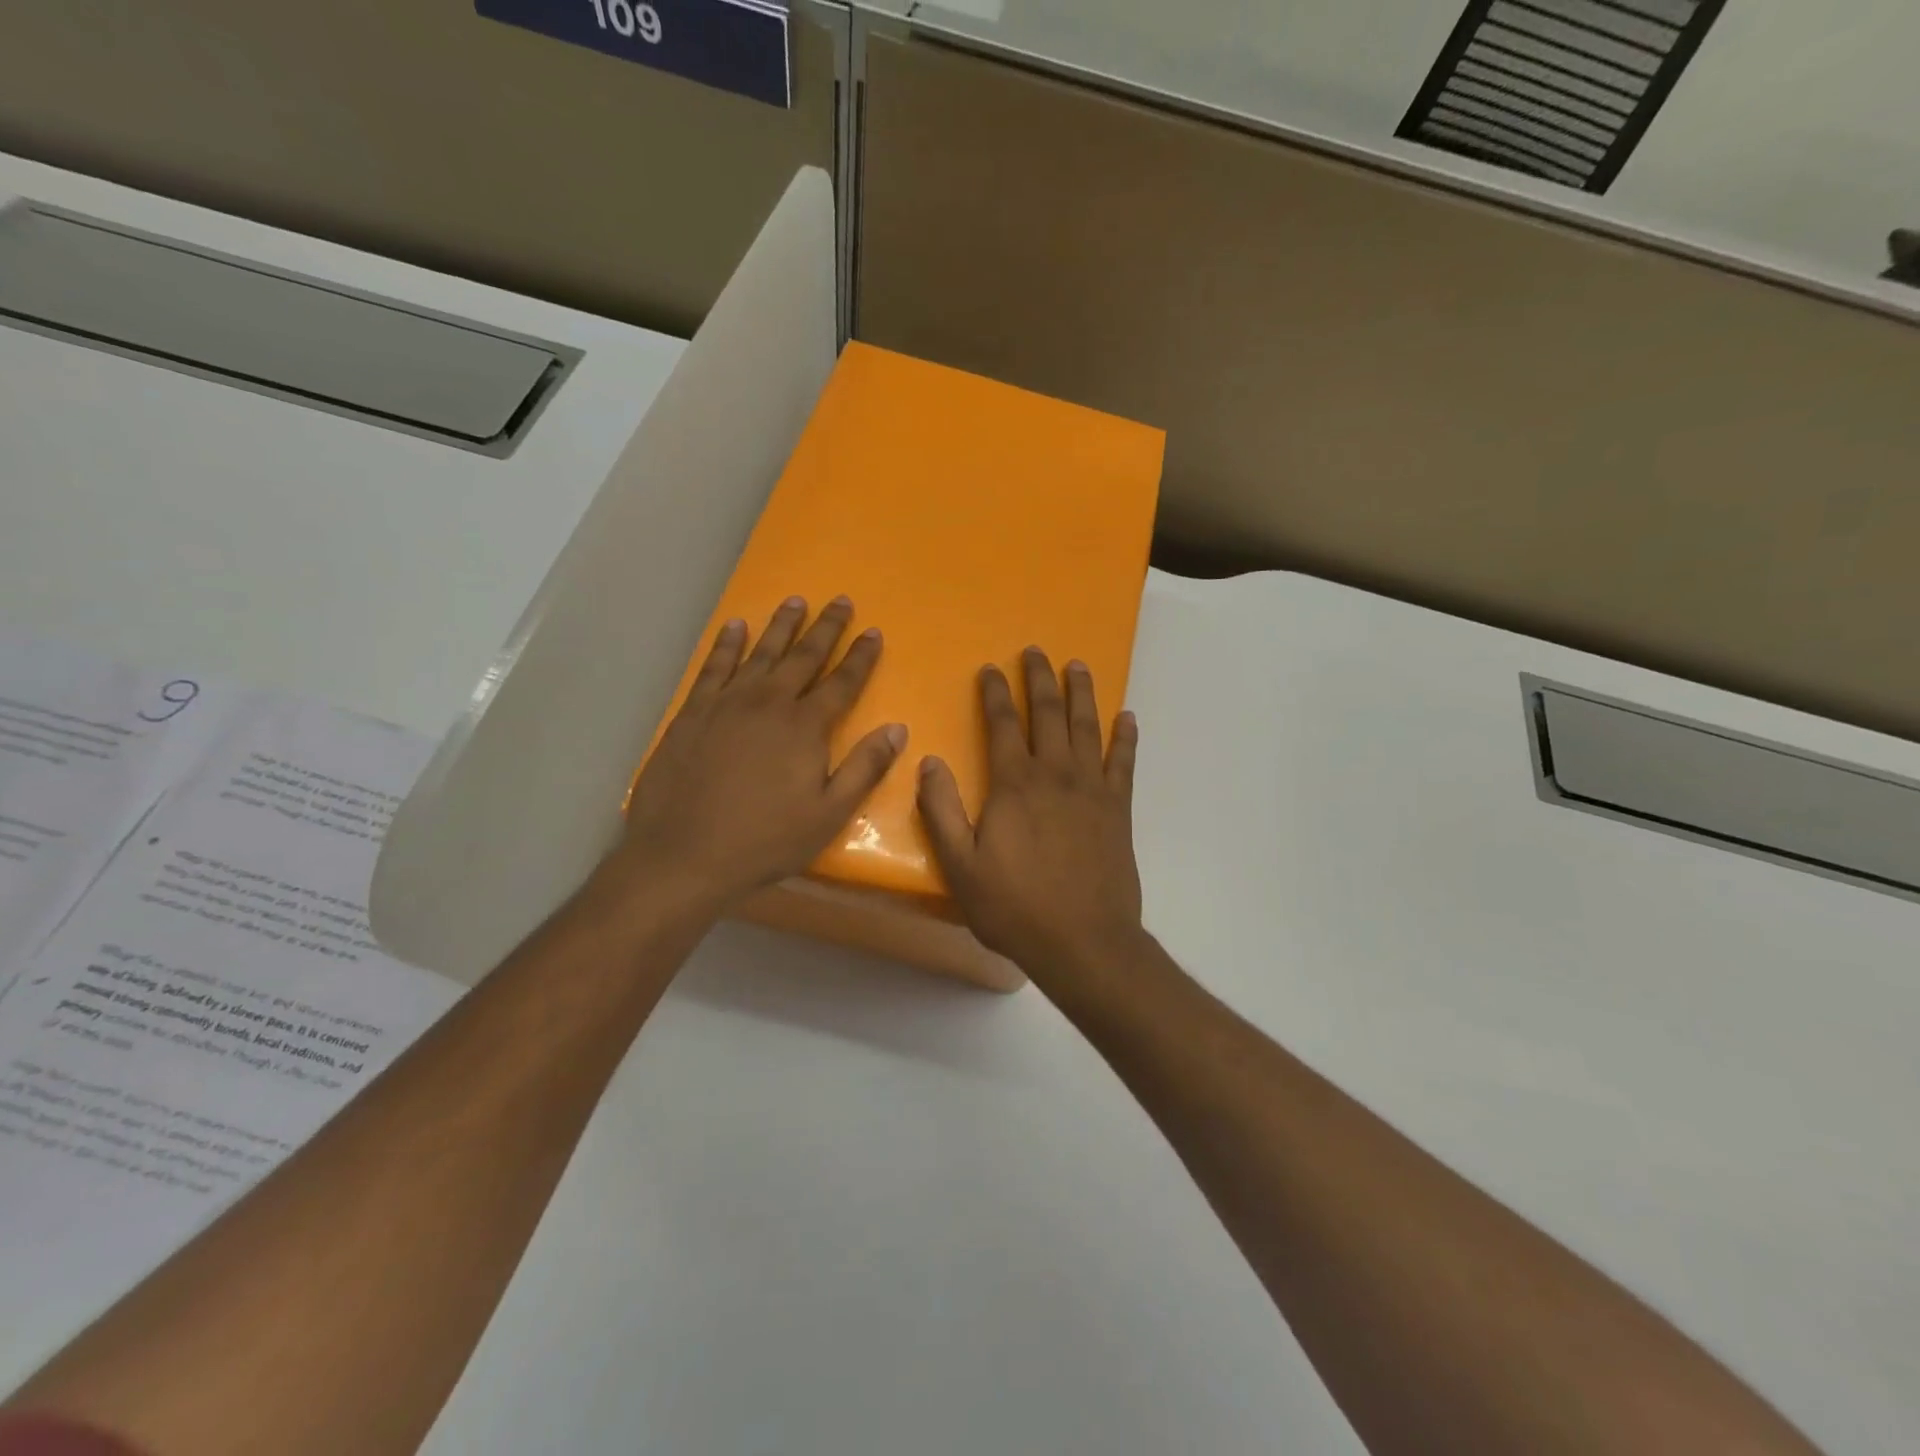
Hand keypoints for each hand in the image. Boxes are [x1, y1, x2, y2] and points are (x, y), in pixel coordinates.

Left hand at [614, 596, 905, 909]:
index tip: (873, 632)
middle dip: (826, 628)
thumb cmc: (764, 840)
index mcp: (805, 727)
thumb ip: (864, 768)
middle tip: (841, 601)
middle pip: (804, 657)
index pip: (842, 683)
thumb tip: (898, 729)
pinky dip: (727, 644)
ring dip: (781, 626)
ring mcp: (727, 703)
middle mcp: (768, 703)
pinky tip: (735, 626)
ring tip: (796, 600)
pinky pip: (714, 666)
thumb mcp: (828, 815)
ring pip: (761, 653)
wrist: (682, 855)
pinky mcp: (693, 712)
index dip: (861, 657)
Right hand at [916, 647, 1143, 982]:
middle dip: (1038, 679)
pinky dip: (1125, 736)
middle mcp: (1056, 774)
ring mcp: (1092, 788)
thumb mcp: (961, 866)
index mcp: (1015, 784)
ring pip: (1086, 727)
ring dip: (1081, 693)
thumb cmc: (1015, 907)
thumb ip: (942, 811)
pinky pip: (1124, 762)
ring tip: (1077, 666)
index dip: (995, 694)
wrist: (1083, 941)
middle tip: (1035, 651)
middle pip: (1047, 713)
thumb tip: (928, 761)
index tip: (991, 669)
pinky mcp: (1118, 808)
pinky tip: (1128, 716)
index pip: (1003, 725)